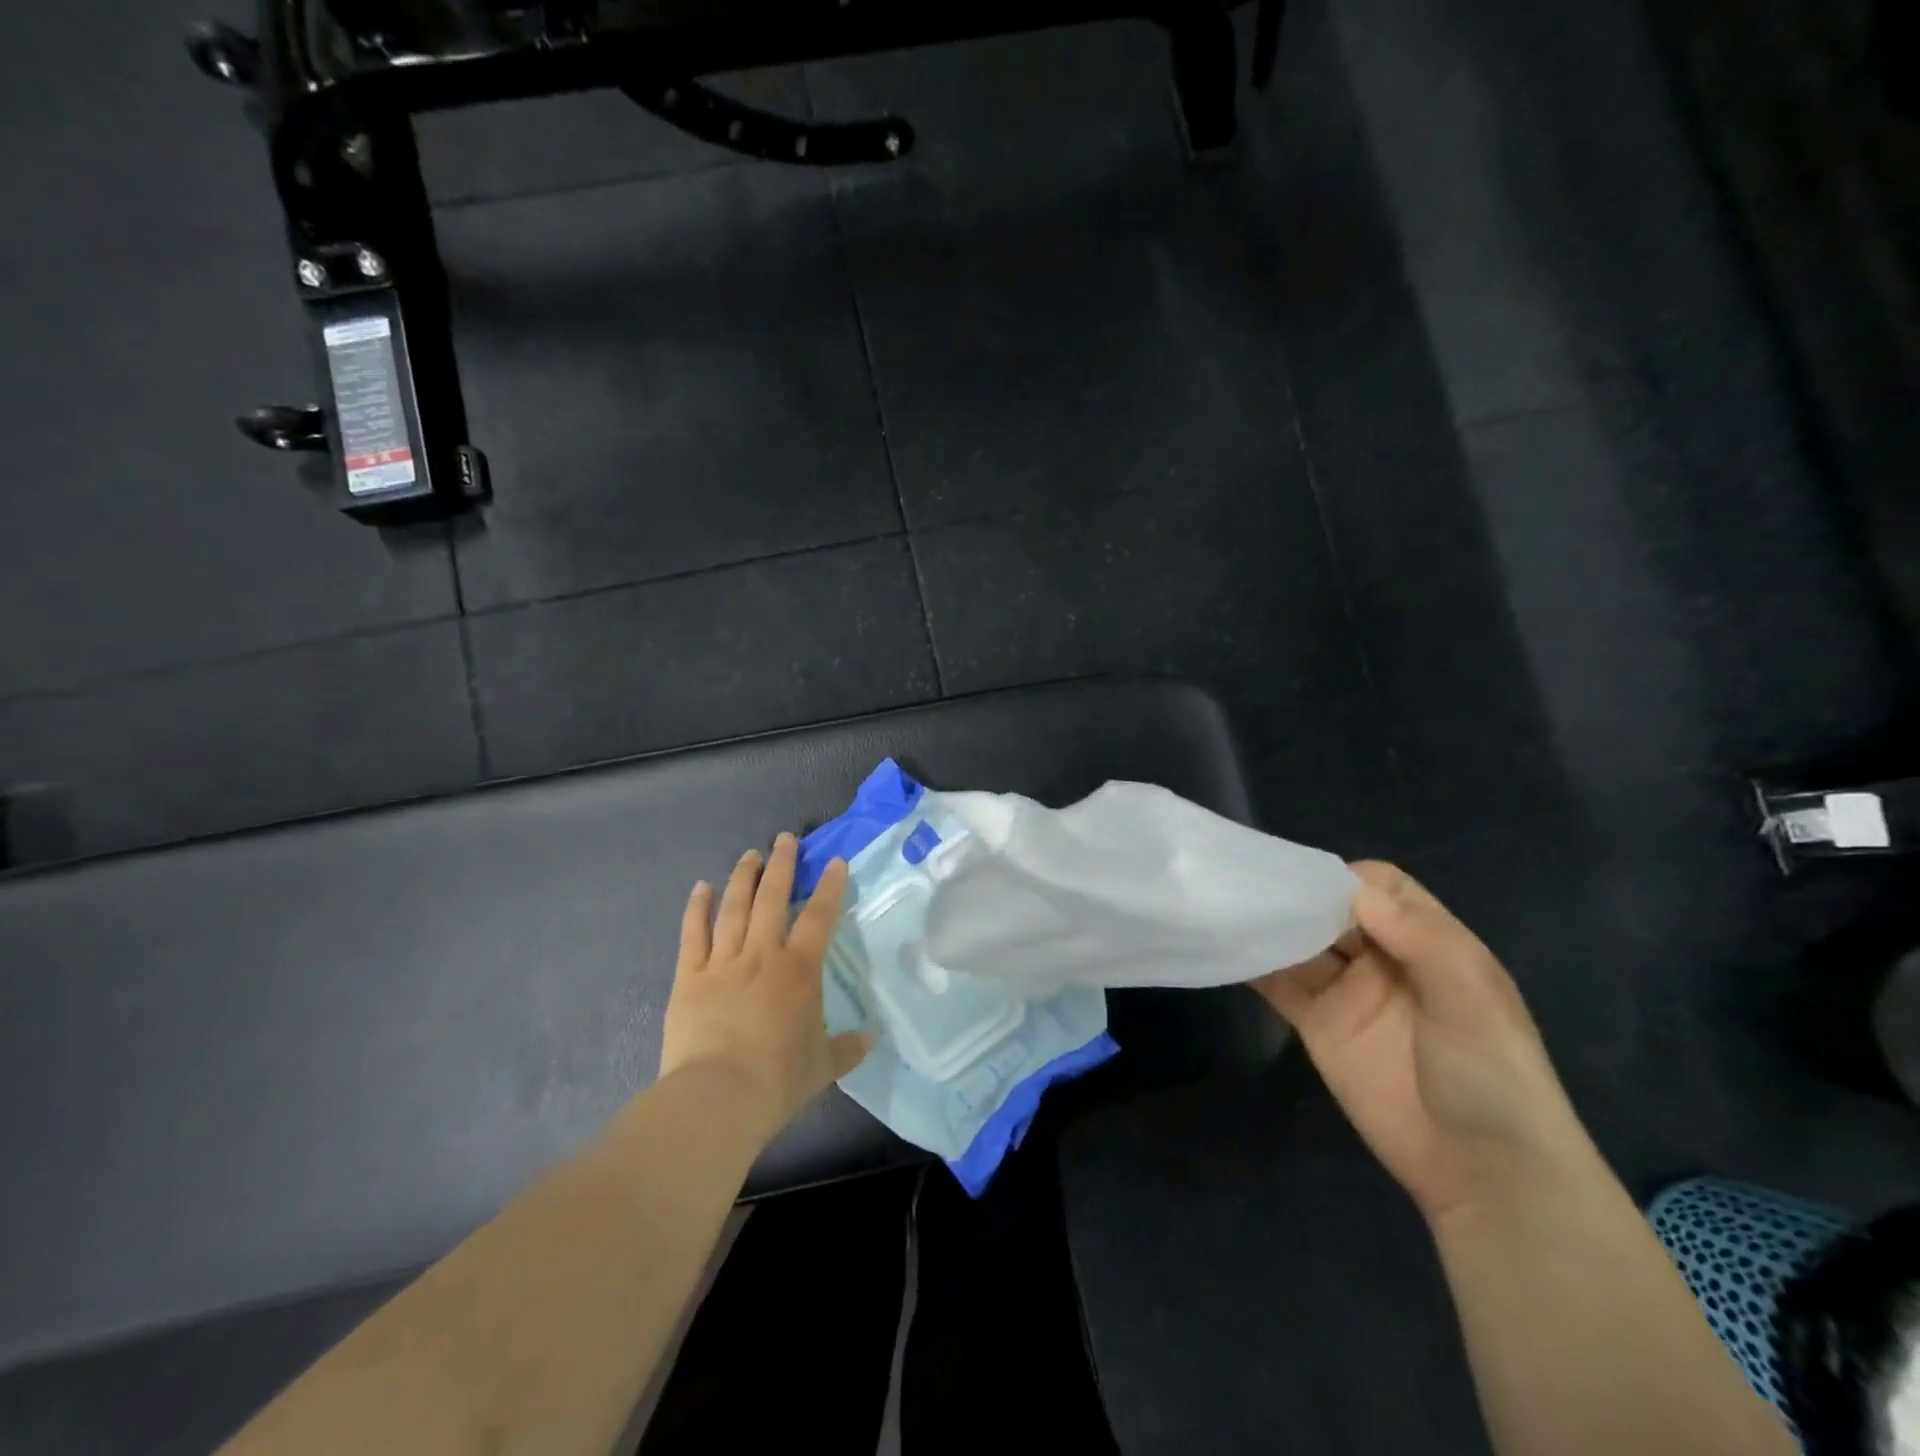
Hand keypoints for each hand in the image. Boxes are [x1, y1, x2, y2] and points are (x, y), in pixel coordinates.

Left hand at [658, 833, 872, 1141]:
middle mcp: (762, 955)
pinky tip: (702, 888)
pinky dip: (697, 908)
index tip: (834, 860)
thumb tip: (872, 1039)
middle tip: (785, 839)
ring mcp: (722, 962)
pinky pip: (693, 934)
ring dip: (743, 877)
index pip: (819, 917)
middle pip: (773, 899)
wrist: (717, 1097)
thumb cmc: (777, 1080)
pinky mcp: (688, 977)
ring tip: (750, 854)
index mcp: (799, 971)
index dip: (829, 886)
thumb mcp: (822, 1068)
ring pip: (734, 908)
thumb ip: (848, 1049)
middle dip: (781, 865)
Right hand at [1252, 862, 1594, 1225]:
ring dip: (1270, 926)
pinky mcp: (1319, 1026)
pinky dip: (1253, 964)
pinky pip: (1281, 985)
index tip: (1308, 882)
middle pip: (1333, 910)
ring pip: (1301, 943)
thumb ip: (1422, 941)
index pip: (1382, 887)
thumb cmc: (1493, 1077)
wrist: (1485, 1176)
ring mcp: (1348, 993)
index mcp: (1429, 943)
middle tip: (1252, 887)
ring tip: (1230, 908)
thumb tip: (1358, 892)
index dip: (1346, 878)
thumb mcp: (1472, 1003)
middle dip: (1297, 896)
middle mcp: (1384, 959)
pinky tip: (1225, 948)